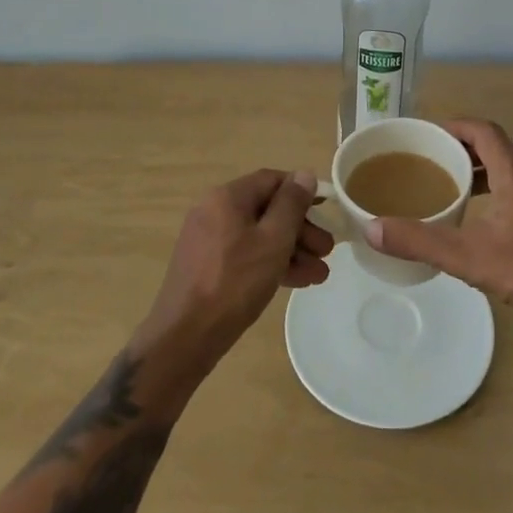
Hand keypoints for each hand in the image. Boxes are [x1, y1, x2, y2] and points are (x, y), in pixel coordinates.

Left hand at [140, 169, 334, 381]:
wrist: (184, 338)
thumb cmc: (234, 282)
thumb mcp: (273, 240)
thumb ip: (292, 204)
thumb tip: (305, 174)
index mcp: (227, 197)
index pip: (272, 180)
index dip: (302, 193)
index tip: (327, 212)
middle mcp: (214, 211)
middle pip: (266, 210)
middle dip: (301, 230)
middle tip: (327, 251)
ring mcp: (208, 240)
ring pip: (258, 236)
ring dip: (291, 251)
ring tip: (319, 275)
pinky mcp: (207, 267)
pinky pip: (246, 254)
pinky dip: (270, 263)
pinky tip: (296, 281)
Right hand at [364, 119, 512, 330]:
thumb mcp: (469, 258)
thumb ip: (420, 241)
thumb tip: (373, 228)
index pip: (482, 130)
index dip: (453, 126)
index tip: (427, 136)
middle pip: (495, 145)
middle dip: (462, 148)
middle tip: (432, 161)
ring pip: (511, 164)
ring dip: (482, 168)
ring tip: (452, 185)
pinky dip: (499, 184)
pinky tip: (485, 213)